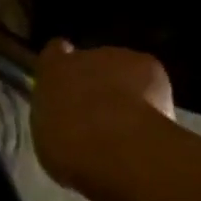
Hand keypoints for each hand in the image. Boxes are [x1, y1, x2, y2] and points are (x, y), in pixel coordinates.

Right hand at [31, 39, 174, 192]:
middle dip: (95, 83)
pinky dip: (151, 95)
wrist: (116, 145)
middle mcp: (84, 56)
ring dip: (124, 89)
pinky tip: (151, 121)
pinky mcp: (149, 66)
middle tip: (99, 115)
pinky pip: (148, 79)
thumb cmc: (70, 147)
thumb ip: (56, 118)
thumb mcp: (49, 137)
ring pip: (122, 70)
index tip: (67, 83)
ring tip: (130, 122)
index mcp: (52, 71)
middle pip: (90, 62)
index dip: (62, 67)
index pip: (54, 53)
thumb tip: (65, 120)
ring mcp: (120, 57)